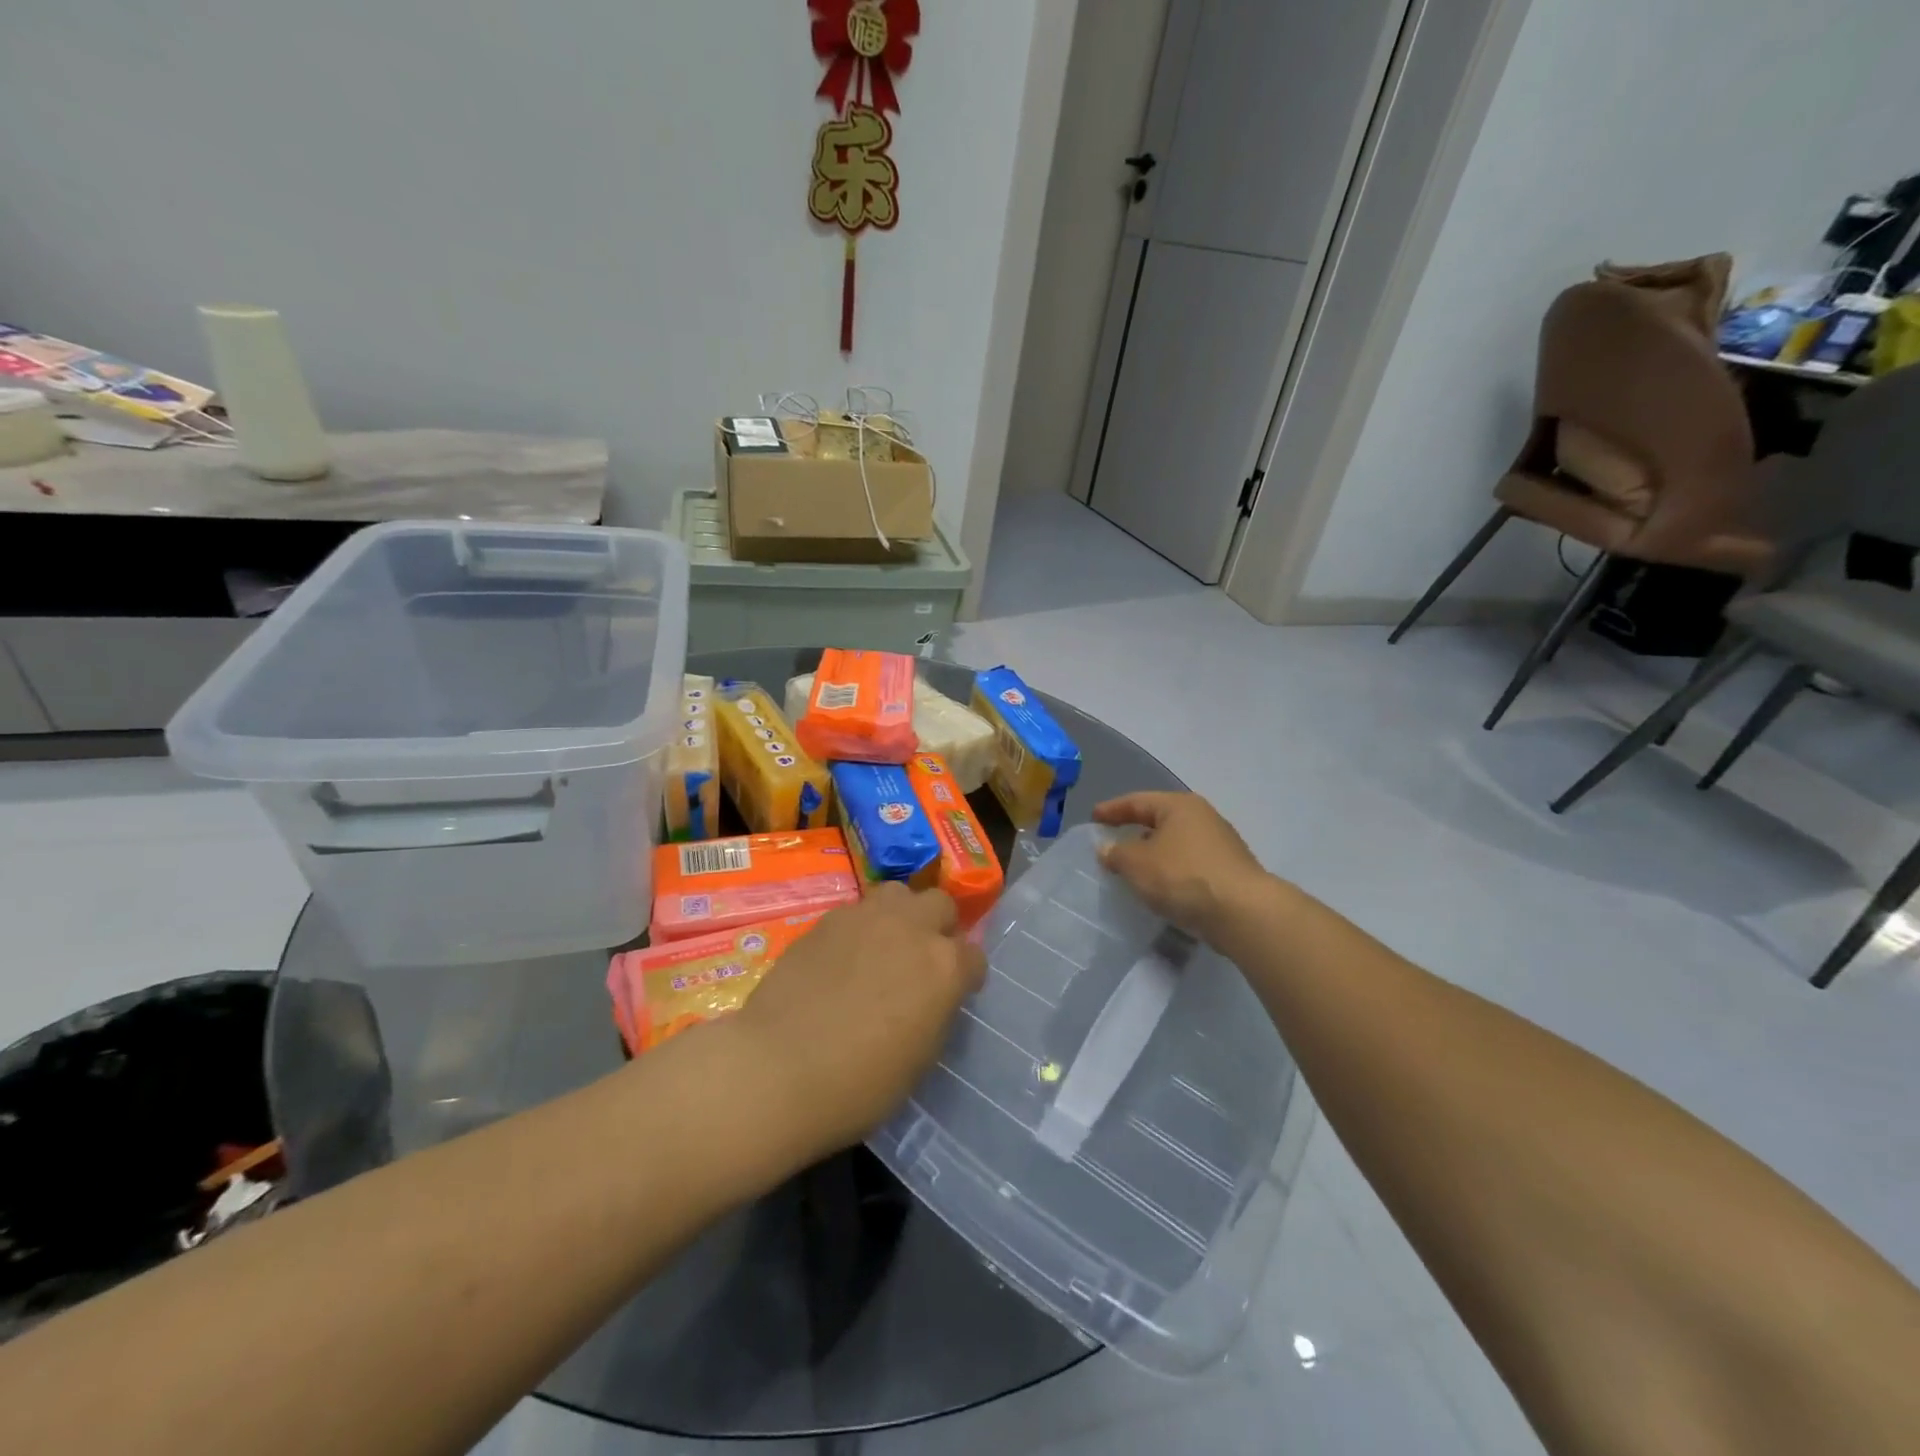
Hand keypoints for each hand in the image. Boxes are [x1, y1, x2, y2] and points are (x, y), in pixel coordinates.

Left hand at [727, 884, 985, 1164]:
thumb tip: (931, 997)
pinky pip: (857, 910)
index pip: (974, 956)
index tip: (953, 993)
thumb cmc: (858, 1085)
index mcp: (945, 967)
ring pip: (899, 894)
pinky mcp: (828, 919)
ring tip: (884, 946)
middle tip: (921, 960)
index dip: (966, 976)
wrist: (778, 1069)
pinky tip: (844, 957)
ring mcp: (867, 917)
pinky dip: (861, 927)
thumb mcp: (919, 1058)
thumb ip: (935, 1012)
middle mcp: (912, 929)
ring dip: (901, 915)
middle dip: (938, 927)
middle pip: (941, 905)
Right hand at [1093, 792, 1269, 943]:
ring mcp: (1220, 844)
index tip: (1093, 817)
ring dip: (1154, 853)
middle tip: (1113, 843)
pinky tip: (1162, 886)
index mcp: (1179, 806)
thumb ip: (1116, 853)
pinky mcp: (1229, 871)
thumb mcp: (1137, 863)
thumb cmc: (1183, 876)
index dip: (1112, 809)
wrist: (1243, 912)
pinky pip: (1190, 864)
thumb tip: (1107, 848)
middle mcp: (1203, 817)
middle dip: (1135, 831)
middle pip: (1160, 820)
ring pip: (1176, 843)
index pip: (1137, 801)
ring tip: (1134, 869)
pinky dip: (1171, 870)